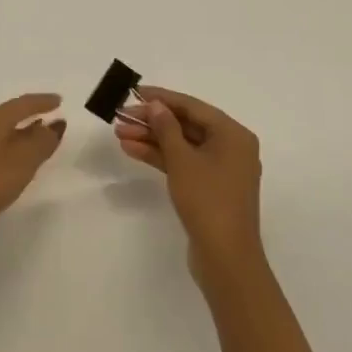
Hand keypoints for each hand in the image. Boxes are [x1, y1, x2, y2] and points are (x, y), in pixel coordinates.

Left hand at [0, 93, 66, 248]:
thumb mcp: (20, 163)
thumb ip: (41, 143)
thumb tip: (56, 124)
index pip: (23, 104)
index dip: (42, 102)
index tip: (59, 101)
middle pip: (9, 114)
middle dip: (30, 115)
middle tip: (50, 117)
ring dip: (19, 132)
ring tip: (35, 136)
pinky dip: (7, 146)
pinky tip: (9, 160)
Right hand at [114, 86, 263, 279]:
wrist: (226, 258)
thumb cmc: (207, 200)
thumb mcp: (182, 159)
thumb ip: (166, 127)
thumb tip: (155, 105)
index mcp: (232, 134)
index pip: (192, 106)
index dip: (161, 98)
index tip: (134, 92)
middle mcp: (231, 147)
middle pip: (186, 125)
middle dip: (152, 122)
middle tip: (120, 117)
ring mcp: (220, 169)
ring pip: (182, 145)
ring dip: (151, 139)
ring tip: (119, 133)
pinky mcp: (210, 188)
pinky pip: (184, 163)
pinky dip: (161, 157)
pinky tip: (132, 150)